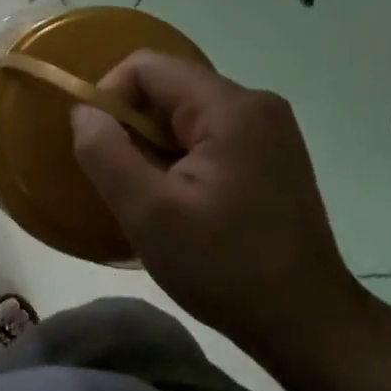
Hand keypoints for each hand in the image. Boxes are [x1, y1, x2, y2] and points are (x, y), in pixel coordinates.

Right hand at [70, 52, 371, 375]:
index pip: (146, 67)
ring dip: (156, 147)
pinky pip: (208, 135)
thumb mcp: (148, 213)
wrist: (307, 323)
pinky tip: (184, 203)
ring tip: (155, 199)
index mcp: (229, 107)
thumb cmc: (225, 267)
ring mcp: (269, 129)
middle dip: (133, 129)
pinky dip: (182, 158)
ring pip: (185, 114)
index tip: (100, 150)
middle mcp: (255, 104)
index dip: (109, 98)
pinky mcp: (273, 154)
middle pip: (167, 88)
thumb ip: (104, 152)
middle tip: (127, 183)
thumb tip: (83, 112)